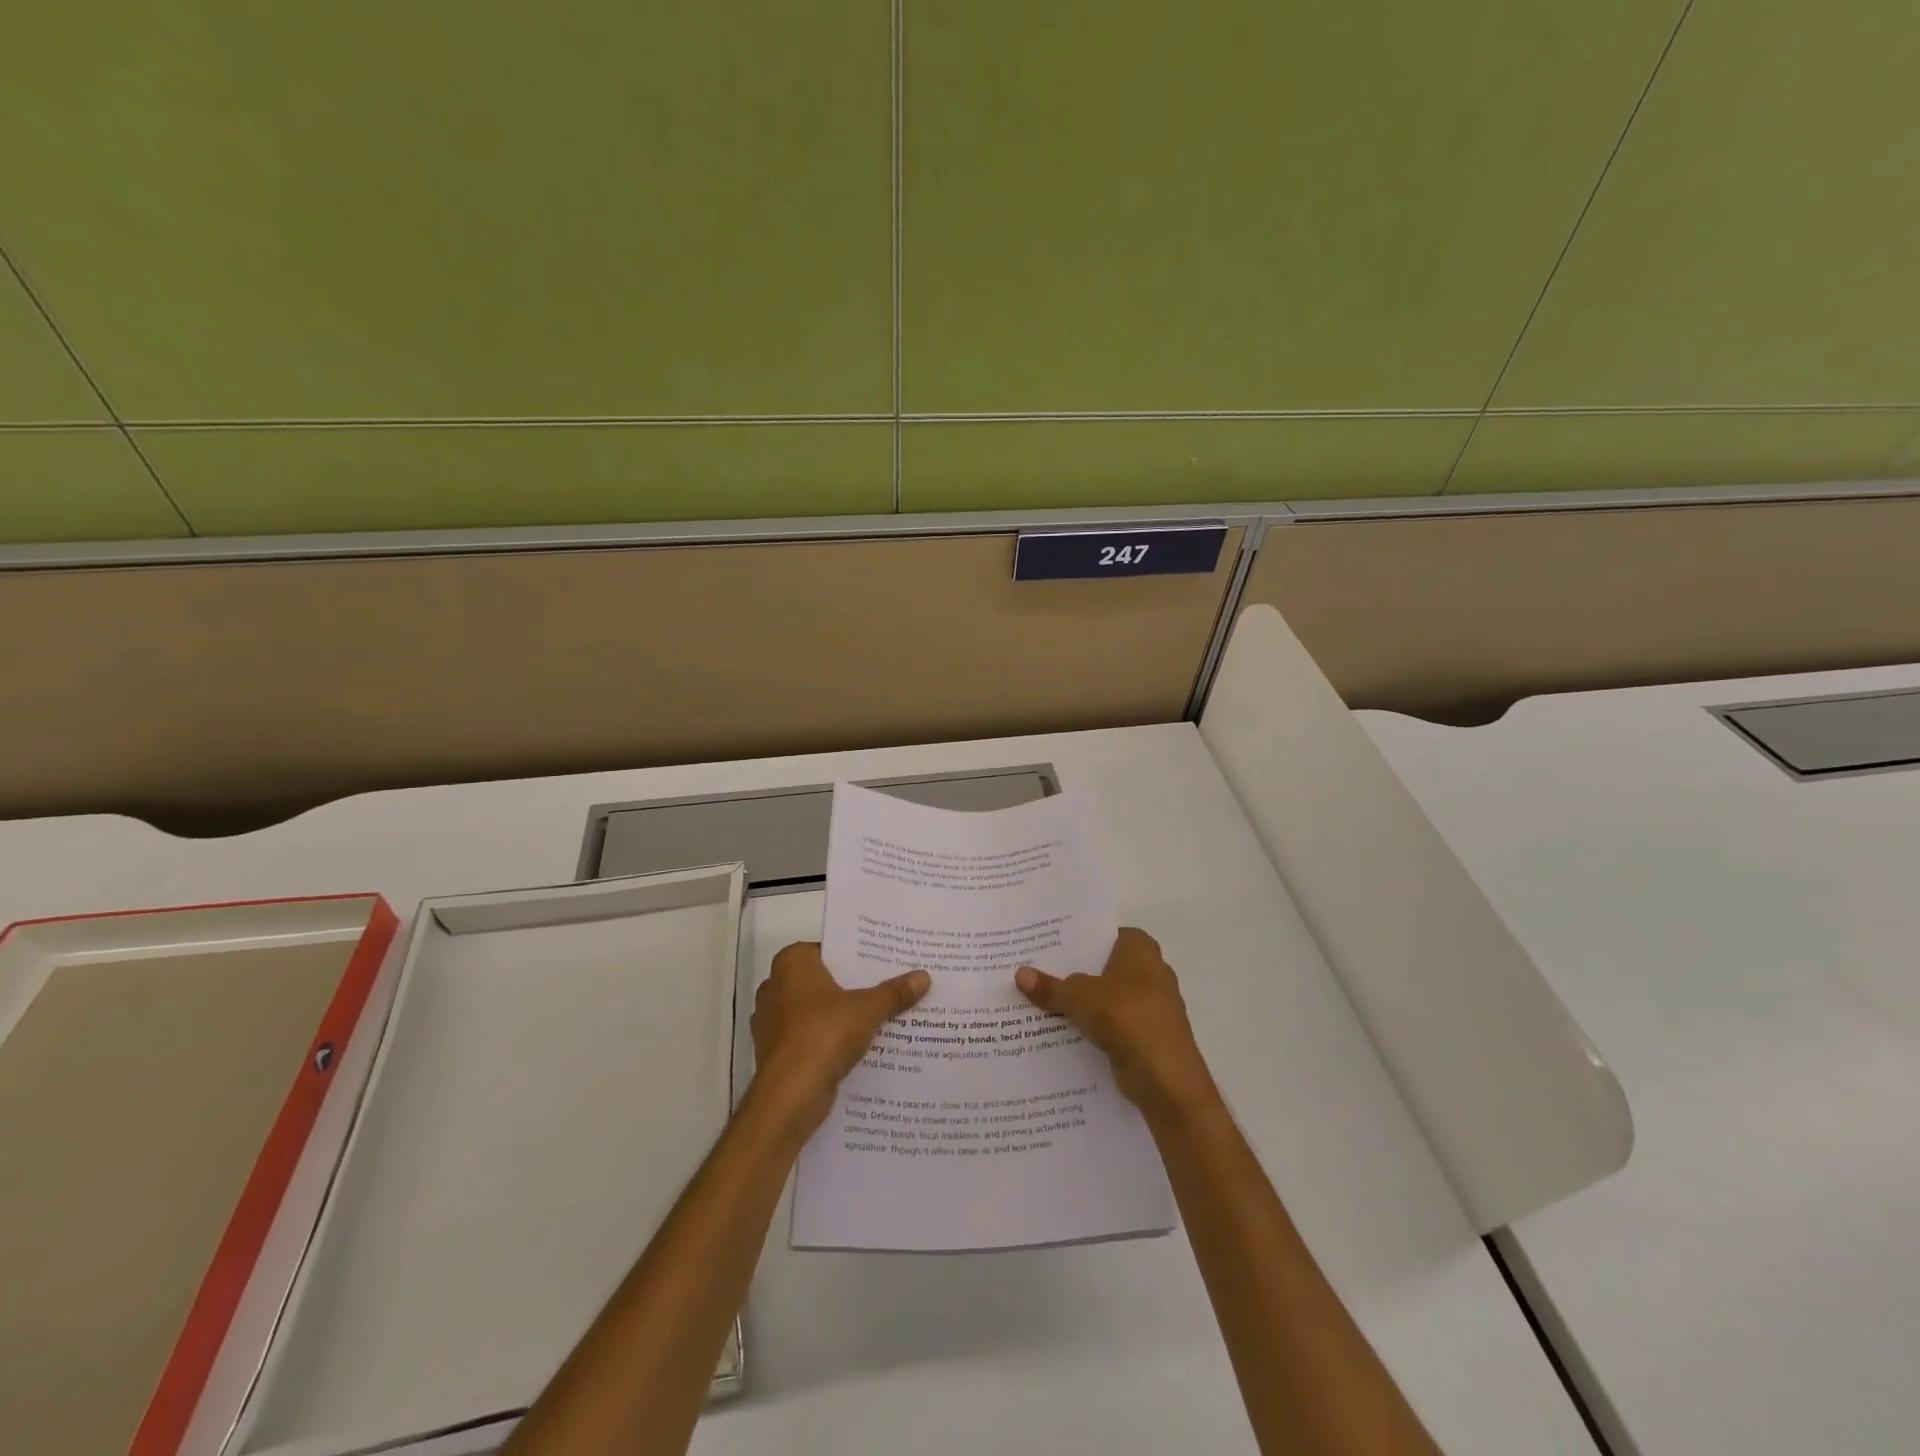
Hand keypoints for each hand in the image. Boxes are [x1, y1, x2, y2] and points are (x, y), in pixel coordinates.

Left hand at [750, 942, 928, 1136]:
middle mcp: (775, 986)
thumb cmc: (824, 1033)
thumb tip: (924, 976)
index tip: (883, 962)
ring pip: (817, 1011)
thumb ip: (894, 992)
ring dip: (841, 1016)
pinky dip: (830, 1040)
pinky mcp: (777, 1052)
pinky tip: (859, 1047)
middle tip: (888, 986)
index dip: (857, 956)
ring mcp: (772, 1021)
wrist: (789, 1095)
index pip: (829, 949)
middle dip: (852, 987)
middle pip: (824, 980)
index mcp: (791, 963)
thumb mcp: (868, 1009)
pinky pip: (810, 1037)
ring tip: (880, 1017)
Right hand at [1015, 927, 1218, 1119]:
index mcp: (1141, 950)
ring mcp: (1151, 1006)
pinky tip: (1061, 1031)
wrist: (1166, 1080)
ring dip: (1081, 1002)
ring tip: (1041, 1000)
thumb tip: (1019, 974)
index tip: (1048, 944)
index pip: (1105, 933)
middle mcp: (1150, 972)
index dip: (1078, 938)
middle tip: (1036, 970)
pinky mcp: (1147, 1036)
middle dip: (1074, 971)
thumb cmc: (1127, 1019)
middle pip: (1103, 966)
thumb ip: (1051, 986)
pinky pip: (1111, 1023)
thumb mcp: (1080, 998)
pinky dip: (1091, 1026)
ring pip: (1106, 997)